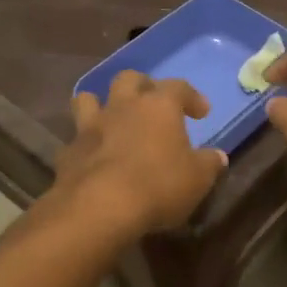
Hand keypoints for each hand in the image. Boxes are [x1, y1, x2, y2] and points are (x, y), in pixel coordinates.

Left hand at [55, 71, 227, 234]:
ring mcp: (90, 127)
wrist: (99, 208)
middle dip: (143, 86)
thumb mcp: (198, 178)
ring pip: (89, 99)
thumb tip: (217, 156)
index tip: (202, 112)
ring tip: (114, 119)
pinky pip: (75, 139)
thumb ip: (209, 163)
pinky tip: (94, 158)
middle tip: (153, 104)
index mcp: (159, 106)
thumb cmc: (159, 185)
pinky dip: (85, 144)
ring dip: (101, 104)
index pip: (179, 87)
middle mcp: (123, 106)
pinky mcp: (68, 152)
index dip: (192, 97)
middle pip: (129, 79)